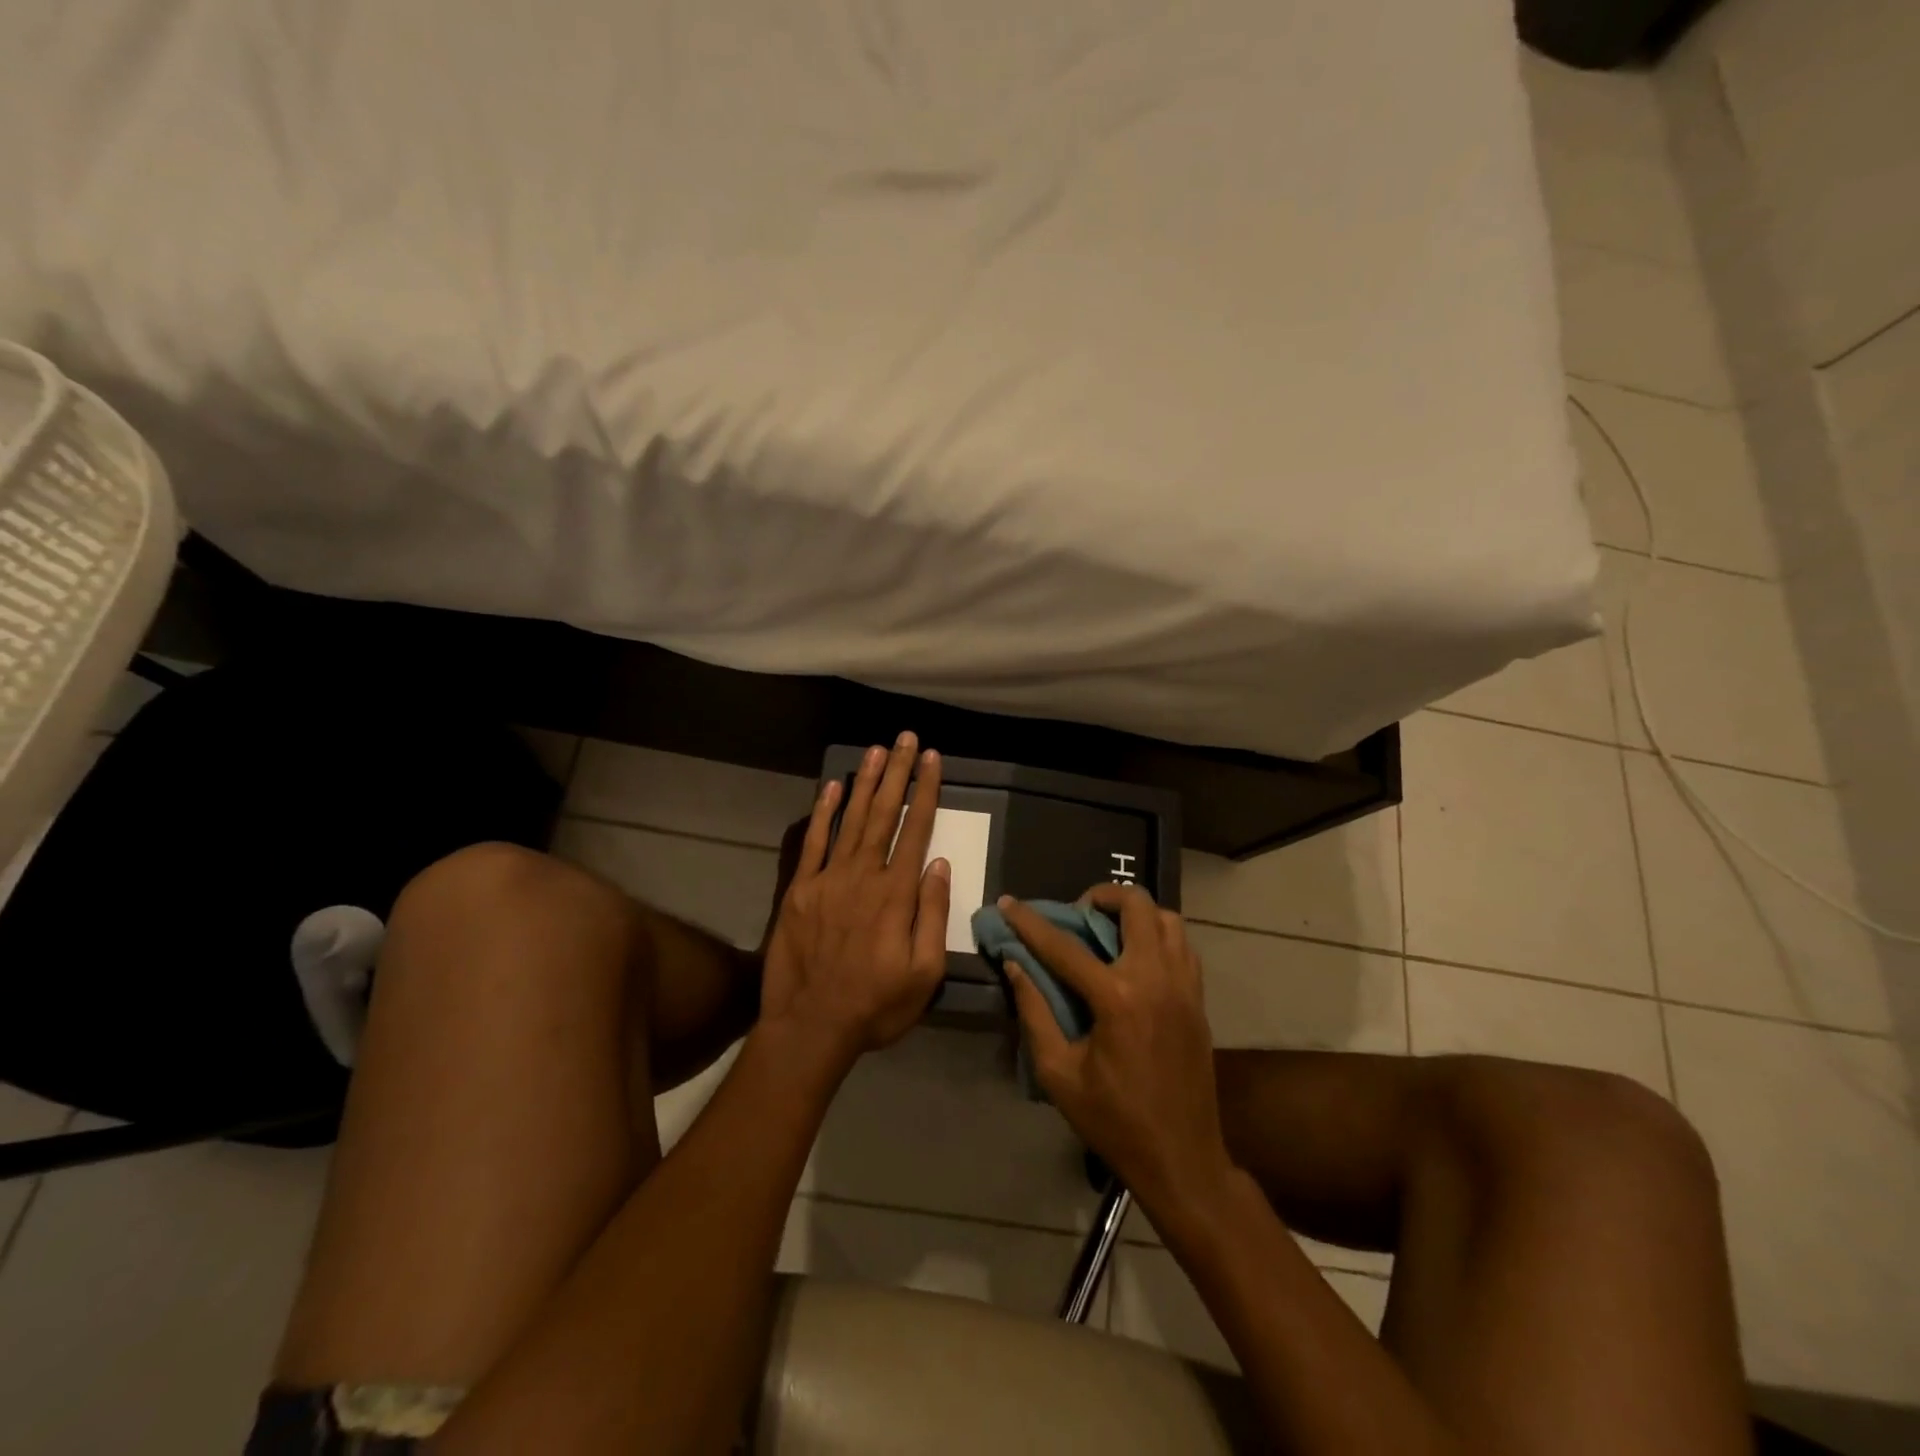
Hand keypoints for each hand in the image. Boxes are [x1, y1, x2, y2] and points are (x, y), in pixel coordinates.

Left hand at [759, 734, 950, 1065]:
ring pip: (851, 819)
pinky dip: (823, 812)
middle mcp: (863, 875)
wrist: (810, 1027)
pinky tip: (833, 786)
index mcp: (896, 894)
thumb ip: (933, 914)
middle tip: (906, 739)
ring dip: (865, 782)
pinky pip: (813, 842)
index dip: (925, 791)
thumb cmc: (876, 1005)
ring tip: (877, 750)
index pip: (916, 830)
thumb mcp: (924, 974)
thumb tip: (939, 863)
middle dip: (898, 773)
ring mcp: (828, 879)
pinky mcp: (800, 889)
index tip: (932, 759)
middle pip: (884, 813)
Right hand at [999, 886, 1235, 1215]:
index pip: (1065, 946)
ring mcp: (1184, 987)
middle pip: (1136, 905)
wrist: (1182, 1159)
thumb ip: (1034, 1012)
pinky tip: (1137, 958)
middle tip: (1078, 914)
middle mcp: (1156, 979)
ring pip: (1167, 918)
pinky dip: (1158, 935)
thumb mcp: (1059, 1074)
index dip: (1030, 922)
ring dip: (1135, 913)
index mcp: (1118, 999)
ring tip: (1109, 931)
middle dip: (1101, 896)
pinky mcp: (1198, 999)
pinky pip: (1182, 945)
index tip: (1008, 902)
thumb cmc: (1114, 1121)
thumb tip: (1016, 965)